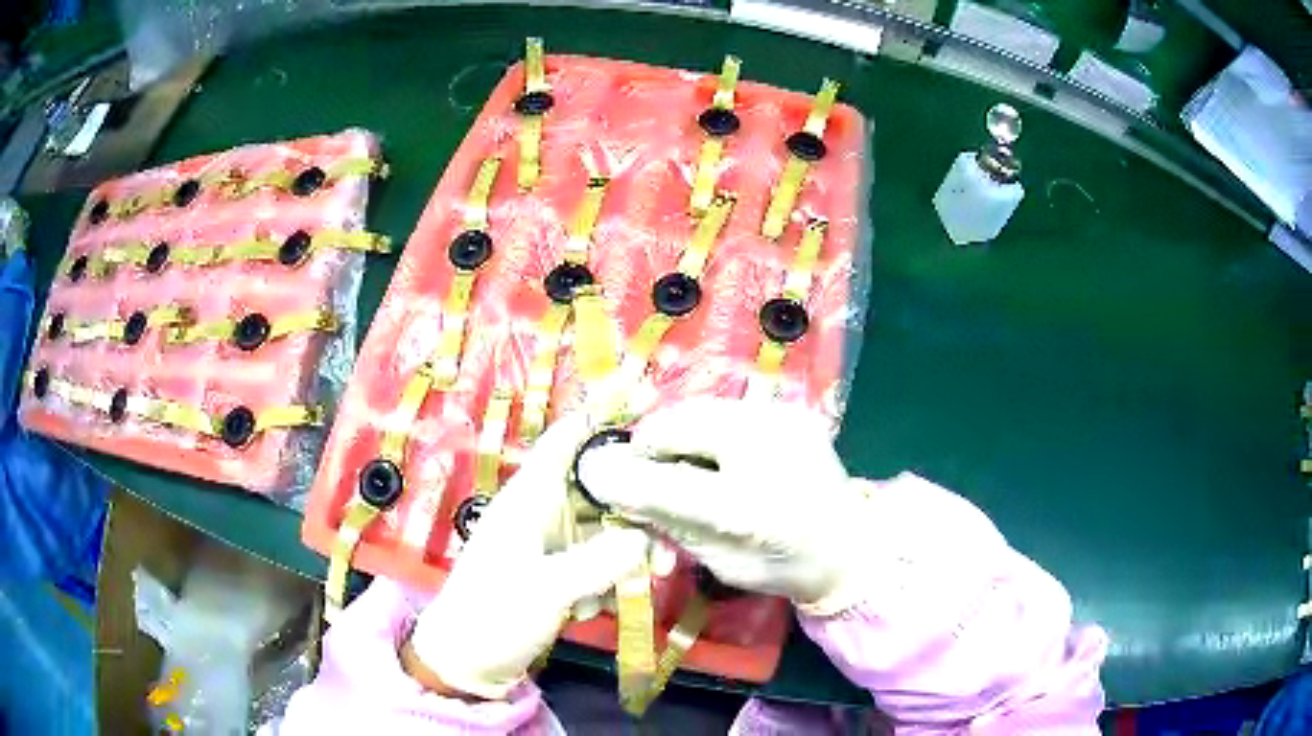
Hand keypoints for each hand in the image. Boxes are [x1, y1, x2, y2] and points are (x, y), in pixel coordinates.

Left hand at [407, 414, 648, 699]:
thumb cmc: (493, 615)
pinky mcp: (560, 572)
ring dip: (629, 555)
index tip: (646, 394)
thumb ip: (602, 560)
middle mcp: (544, 511)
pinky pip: (601, 560)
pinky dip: (612, 578)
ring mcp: (553, 543)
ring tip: (645, 584)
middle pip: (603, 488)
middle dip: (639, 513)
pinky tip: (601, 608)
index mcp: (530, 497)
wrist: (466, 663)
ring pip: (608, 528)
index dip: (603, 411)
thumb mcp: (548, 589)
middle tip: (668, 548)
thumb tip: (648, 540)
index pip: (569, 438)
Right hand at [577, 397, 870, 613]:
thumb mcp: (718, 561)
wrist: (851, 545)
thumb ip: (666, 521)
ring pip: (699, 408)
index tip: (596, 474)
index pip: (666, 484)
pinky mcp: (791, 410)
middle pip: (679, 425)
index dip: (622, 476)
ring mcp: (784, 420)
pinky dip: (707, 427)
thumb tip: (612, 484)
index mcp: (751, 510)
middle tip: (647, 472)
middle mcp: (769, 450)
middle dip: (651, 447)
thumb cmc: (782, 567)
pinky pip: (727, 408)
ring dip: (678, 434)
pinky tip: (716, 453)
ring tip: (681, 462)